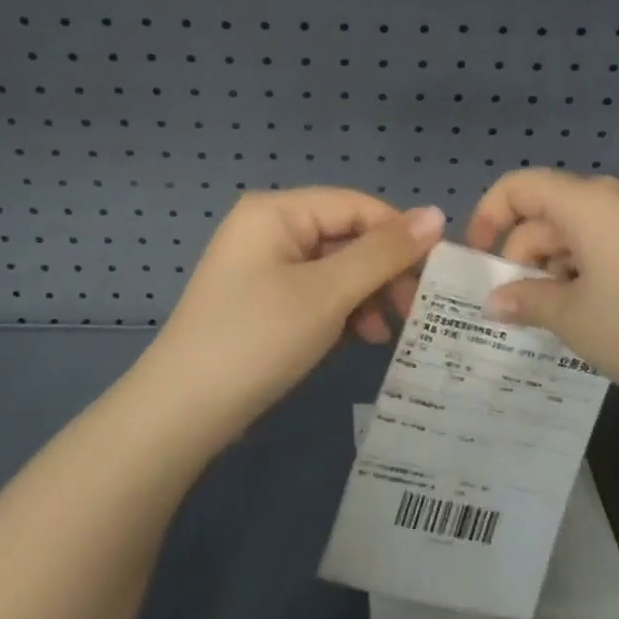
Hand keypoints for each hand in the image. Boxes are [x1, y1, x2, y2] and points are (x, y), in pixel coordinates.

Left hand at [136, 188, 444, 445]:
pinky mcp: (263, 299)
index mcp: (277, 210)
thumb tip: (437, 214)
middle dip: (382, 272)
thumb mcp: (328, 293)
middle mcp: (269, 227)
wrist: (181, 413)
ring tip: (383, 333)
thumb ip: (383, 252)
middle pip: (346, 235)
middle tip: (412, 311)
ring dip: (365, 295)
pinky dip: (342, 311)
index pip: (357, 205)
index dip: (400, 235)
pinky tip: (358, 339)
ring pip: (335, 267)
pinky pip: (316, 291)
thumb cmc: (258, 339)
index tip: (435, 276)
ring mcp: (263, 265)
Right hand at [467, 169, 618, 399]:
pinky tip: (594, 321)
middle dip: (523, 257)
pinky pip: (609, 251)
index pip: (518, 186)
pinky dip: (588, 278)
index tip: (478, 261)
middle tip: (515, 309)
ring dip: (555, 273)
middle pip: (547, 214)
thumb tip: (493, 300)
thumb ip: (527, 301)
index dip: (487, 216)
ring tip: (554, 323)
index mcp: (584, 203)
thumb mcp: (575, 318)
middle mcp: (612, 202)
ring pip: (578, 237)